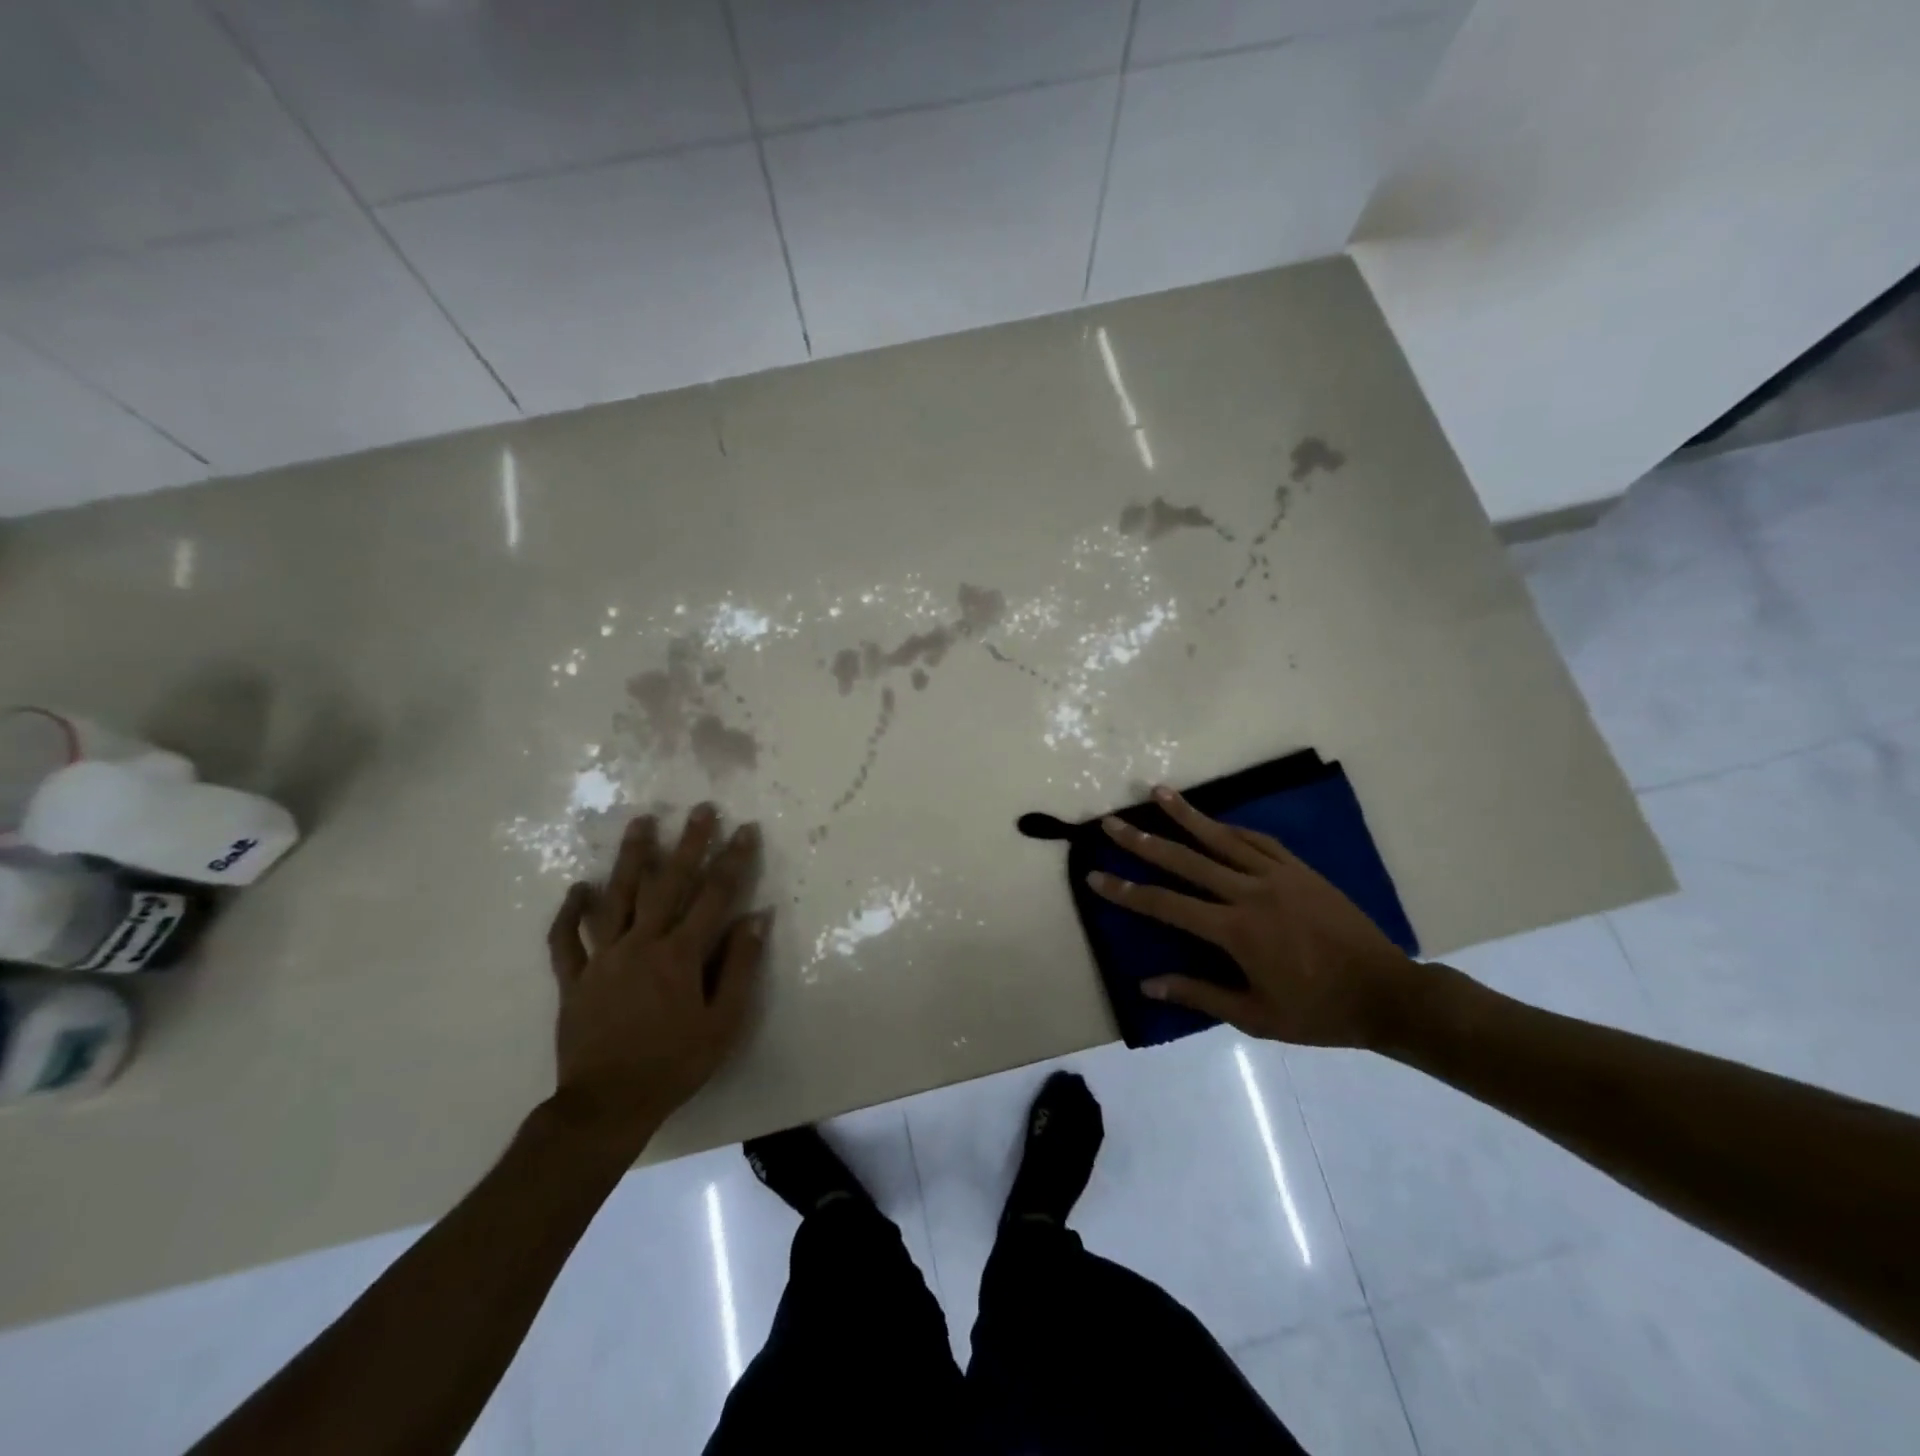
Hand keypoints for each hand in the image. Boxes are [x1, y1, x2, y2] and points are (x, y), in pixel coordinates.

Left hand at [545, 805, 768, 1147]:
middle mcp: (641, 945)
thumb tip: (757, 917)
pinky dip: (570, 912)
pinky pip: (566, 939)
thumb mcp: (724, 1022)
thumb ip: (740, 966)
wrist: (607, 1106)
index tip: (745, 829)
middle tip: (700, 809)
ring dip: (630, 858)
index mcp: (680, 956)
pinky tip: (579, 887)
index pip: (714, 896)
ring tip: (640, 823)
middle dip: (688, 843)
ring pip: (616, 897)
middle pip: (667, 883)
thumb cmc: (675, 1064)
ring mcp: (602, 959)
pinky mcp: (573, 979)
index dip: (733, 860)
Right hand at [1086, 786, 1420, 1047]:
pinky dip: (1230, 829)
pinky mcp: (1300, 869)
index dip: (1127, 891)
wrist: (1388, 993)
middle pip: (1185, 859)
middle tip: (1110, 822)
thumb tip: (1147, 984)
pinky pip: (1258, 841)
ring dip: (1186, 815)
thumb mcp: (1256, 1015)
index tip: (1095, 876)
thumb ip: (1199, 995)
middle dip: (1143, 840)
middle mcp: (1250, 892)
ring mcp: (1277, 875)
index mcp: (1235, 930)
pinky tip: (1214, 821)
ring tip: (1158, 792)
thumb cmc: (1318, 1011)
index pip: (1167, 904)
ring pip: (1221, 838)